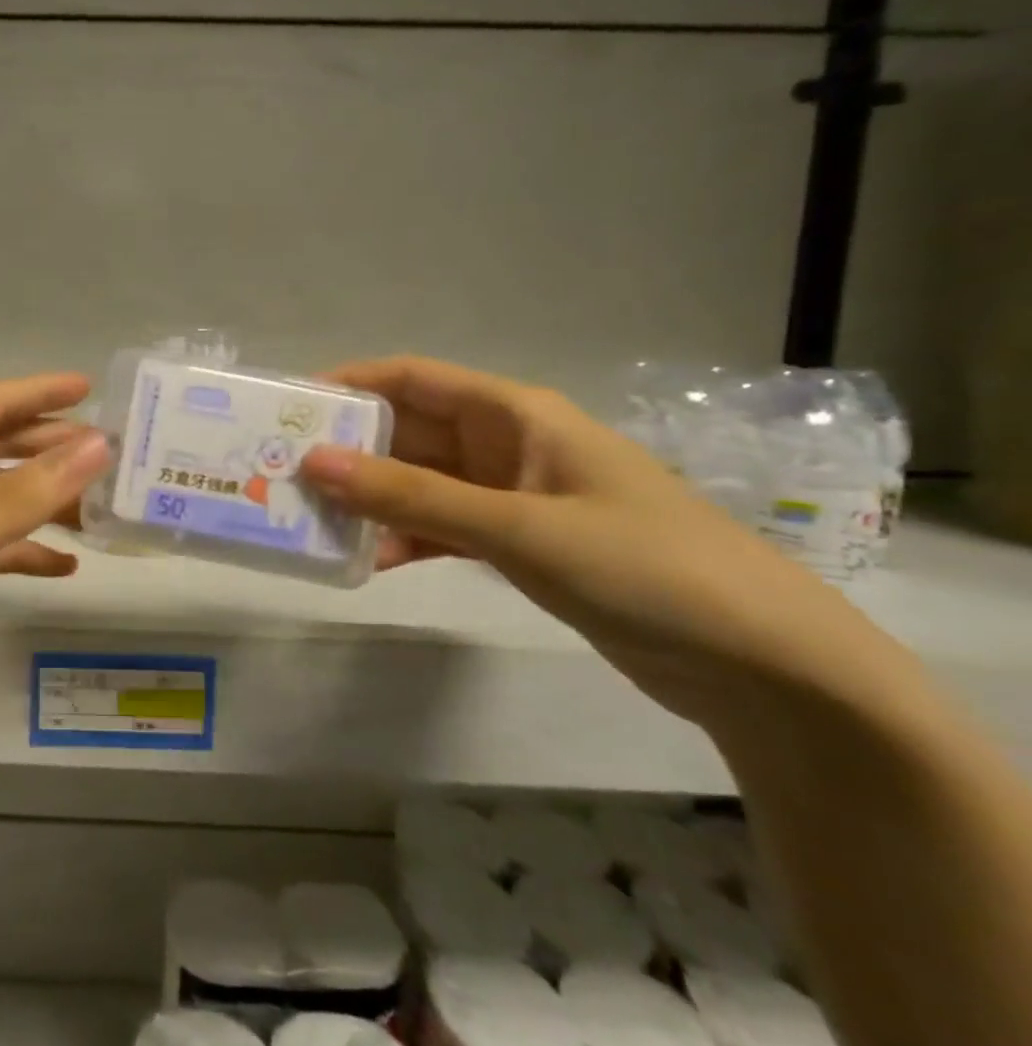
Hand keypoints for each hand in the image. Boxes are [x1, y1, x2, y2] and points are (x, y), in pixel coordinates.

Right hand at [298, 357, 869, 725]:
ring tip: (313, 523)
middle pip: (408, 432)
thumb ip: (411, 496)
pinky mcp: (520, 544)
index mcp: (513, 414)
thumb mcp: (517, 527)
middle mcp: (506, 445)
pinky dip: (406, 539)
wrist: (764, 666)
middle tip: (280, 476)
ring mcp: (513, 496)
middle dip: (348, 451)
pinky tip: (370, 562)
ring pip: (420, 484)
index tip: (287, 410)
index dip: (347, 385)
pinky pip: (443, 527)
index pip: (410, 379)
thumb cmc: (644, 568)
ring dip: (371, 501)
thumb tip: (313, 463)